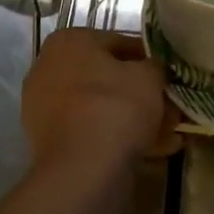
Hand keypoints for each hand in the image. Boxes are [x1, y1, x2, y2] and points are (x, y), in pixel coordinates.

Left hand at [21, 29, 179, 175]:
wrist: (82, 171)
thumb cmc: (115, 107)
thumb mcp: (149, 76)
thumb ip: (154, 66)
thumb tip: (155, 70)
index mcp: (68, 41)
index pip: (118, 42)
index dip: (148, 59)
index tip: (168, 75)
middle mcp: (49, 68)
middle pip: (106, 76)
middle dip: (139, 91)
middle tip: (169, 105)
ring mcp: (44, 107)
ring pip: (99, 106)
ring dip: (132, 116)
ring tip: (167, 132)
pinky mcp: (48, 142)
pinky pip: (90, 130)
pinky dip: (116, 136)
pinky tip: (151, 149)